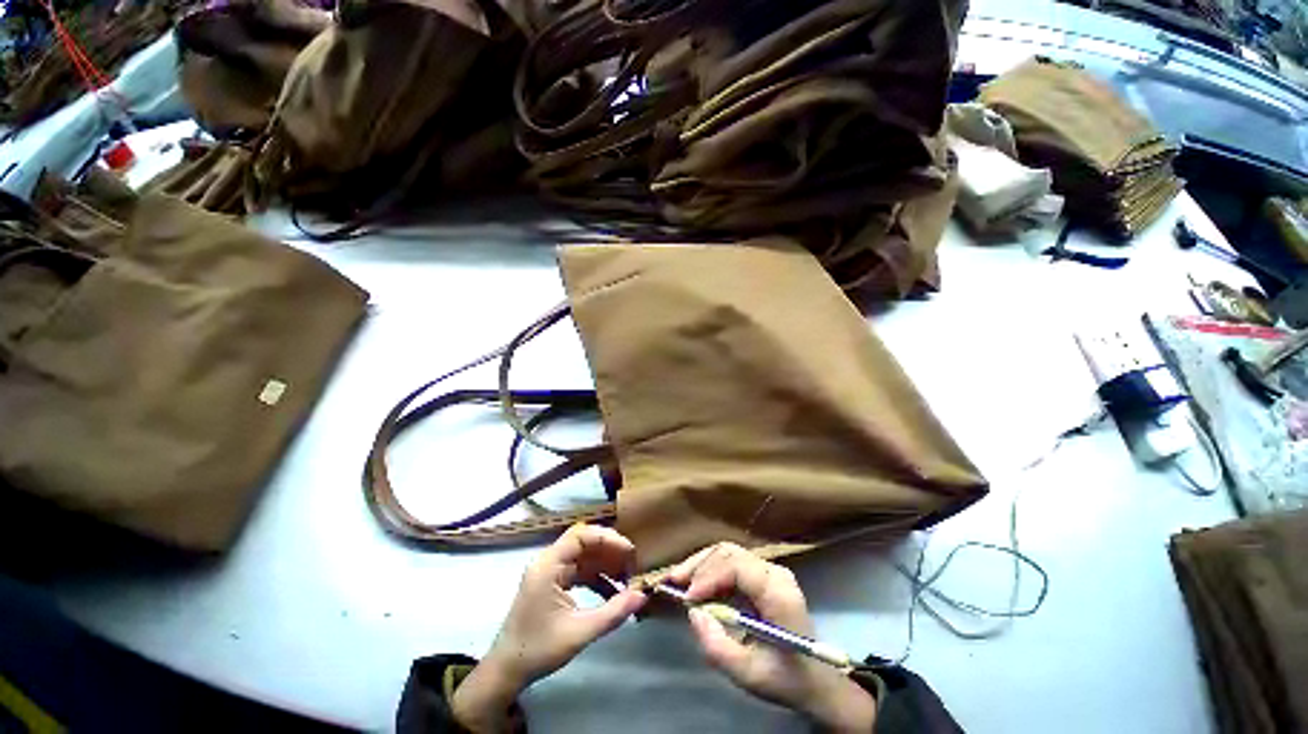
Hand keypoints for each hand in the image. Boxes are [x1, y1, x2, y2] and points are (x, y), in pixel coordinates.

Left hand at [452, 525, 647, 731]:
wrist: (507, 671)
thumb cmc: (538, 649)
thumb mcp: (579, 632)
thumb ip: (613, 612)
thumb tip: (642, 595)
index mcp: (548, 565)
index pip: (581, 535)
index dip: (608, 538)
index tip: (629, 552)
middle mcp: (549, 561)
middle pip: (585, 542)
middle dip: (610, 551)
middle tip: (632, 565)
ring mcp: (550, 572)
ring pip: (584, 556)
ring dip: (606, 565)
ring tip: (627, 579)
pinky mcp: (553, 583)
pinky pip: (580, 571)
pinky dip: (597, 578)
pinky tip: (614, 592)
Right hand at [669, 543, 875, 733]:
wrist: (817, 680)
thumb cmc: (786, 679)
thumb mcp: (749, 675)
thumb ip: (718, 647)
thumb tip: (693, 613)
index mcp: (779, 593)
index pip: (737, 567)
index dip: (709, 576)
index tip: (687, 597)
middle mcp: (775, 572)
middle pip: (730, 553)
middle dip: (699, 565)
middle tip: (673, 582)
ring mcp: (770, 570)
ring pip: (728, 553)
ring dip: (701, 564)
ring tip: (678, 580)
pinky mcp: (762, 574)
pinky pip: (731, 562)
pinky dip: (709, 569)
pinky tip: (695, 582)